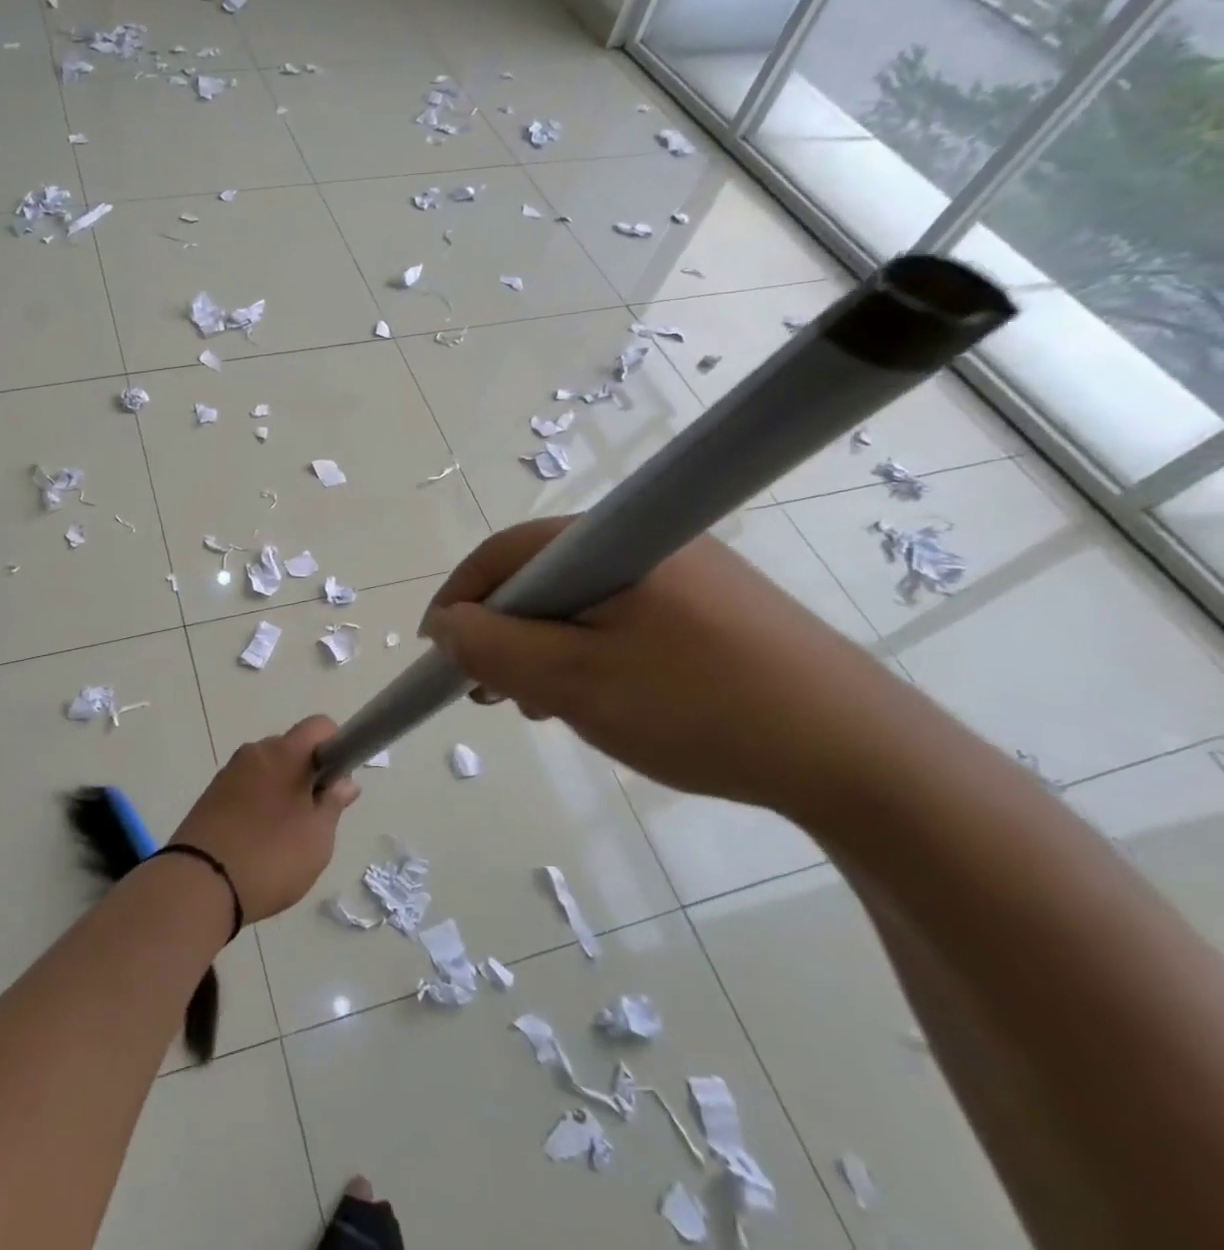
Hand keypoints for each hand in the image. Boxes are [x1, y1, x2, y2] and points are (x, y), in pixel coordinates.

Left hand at [170, 716, 360, 922]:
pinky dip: (258, 804)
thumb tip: (344, 781)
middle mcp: (254, 752)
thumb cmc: (270, 856)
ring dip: (282, 791)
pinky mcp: (211, 795)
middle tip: (314, 817)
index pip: (319, 726)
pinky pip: (246, 788)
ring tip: (284, 837)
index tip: (336, 782)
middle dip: (308, 774)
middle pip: (292, 748)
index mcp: (284, 753)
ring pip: (268, 770)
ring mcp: (229, 773)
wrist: (198, 884)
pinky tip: (257, 841)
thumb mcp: (317, 838)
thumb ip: (333, 804)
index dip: (336, 747)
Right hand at [419, 522, 927, 816]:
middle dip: (503, 632)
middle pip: (543, 577)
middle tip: (488, 690)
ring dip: (545, 649)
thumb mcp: (574, 682)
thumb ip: (495, 649)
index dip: (461, 599)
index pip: (506, 553)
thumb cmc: (698, 709)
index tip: (440, 652)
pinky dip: (590, 653)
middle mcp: (646, 540)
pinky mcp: (714, 608)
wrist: (859, 757)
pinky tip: (596, 699)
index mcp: (612, 542)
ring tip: (539, 706)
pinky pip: (624, 619)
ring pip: (583, 602)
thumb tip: (446, 625)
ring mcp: (686, 573)